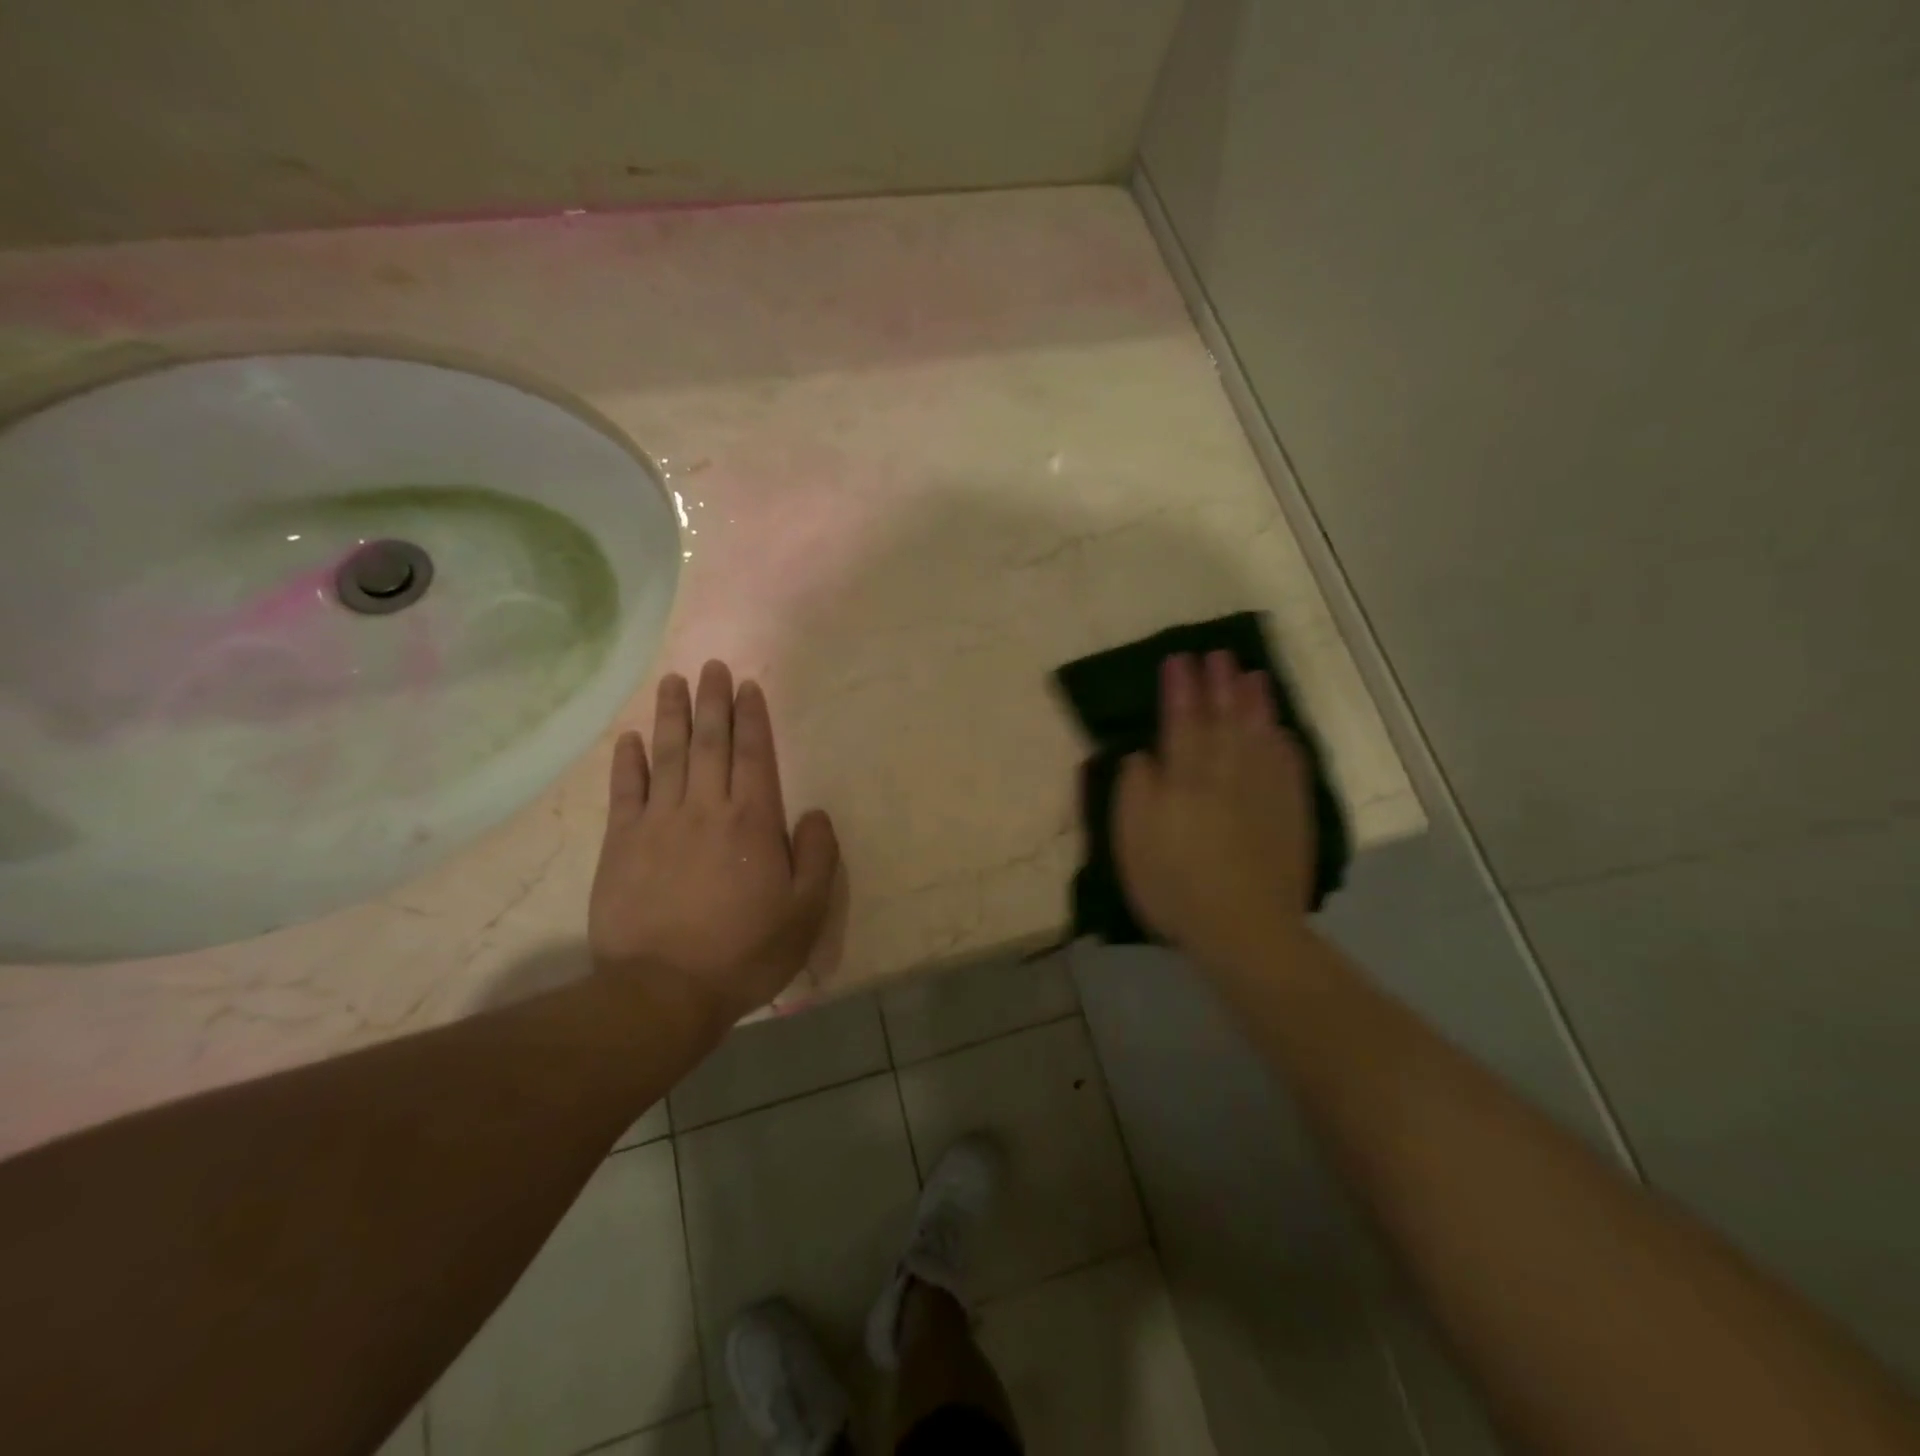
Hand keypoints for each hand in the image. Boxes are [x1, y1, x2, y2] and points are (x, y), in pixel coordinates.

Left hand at [589, 660, 840, 1034]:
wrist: (664, 991)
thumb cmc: (745, 952)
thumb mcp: (806, 912)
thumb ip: (818, 857)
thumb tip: (816, 813)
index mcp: (753, 821)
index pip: (753, 755)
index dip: (752, 718)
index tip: (747, 687)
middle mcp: (706, 809)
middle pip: (709, 743)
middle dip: (712, 702)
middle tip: (711, 666)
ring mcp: (658, 822)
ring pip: (668, 755)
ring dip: (672, 715)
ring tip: (673, 682)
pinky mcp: (621, 843)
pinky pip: (626, 791)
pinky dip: (629, 761)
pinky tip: (631, 738)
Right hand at [1112, 651, 1315, 973]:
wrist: (1244, 929)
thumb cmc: (1175, 888)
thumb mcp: (1132, 844)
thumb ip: (1134, 793)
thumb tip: (1141, 756)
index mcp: (1184, 780)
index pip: (1180, 722)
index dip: (1178, 689)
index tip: (1178, 660)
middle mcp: (1226, 774)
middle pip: (1222, 719)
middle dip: (1218, 684)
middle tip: (1217, 655)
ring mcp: (1264, 792)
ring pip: (1259, 734)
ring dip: (1255, 702)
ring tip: (1252, 675)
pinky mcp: (1291, 813)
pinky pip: (1290, 765)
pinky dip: (1284, 742)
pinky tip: (1281, 729)